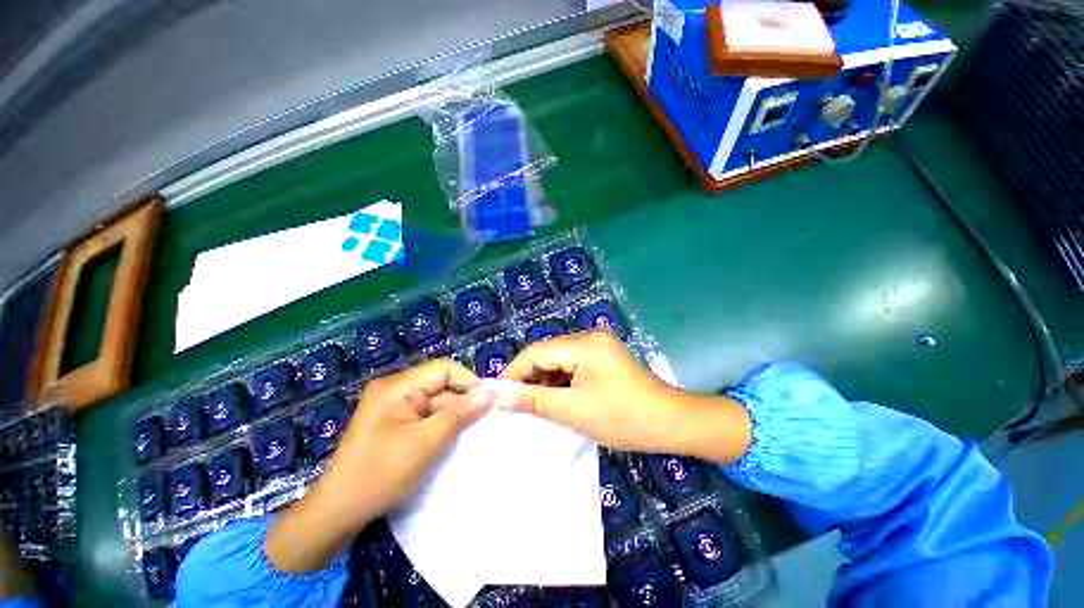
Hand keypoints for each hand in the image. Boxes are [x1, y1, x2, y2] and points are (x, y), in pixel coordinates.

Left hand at [266, 359, 491, 573]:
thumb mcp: (426, 443)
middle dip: (462, 403)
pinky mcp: (394, 423)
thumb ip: (460, 414)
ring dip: (453, 417)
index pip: (443, 369)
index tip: (487, 402)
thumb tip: (489, 394)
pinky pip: (426, 416)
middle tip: (483, 423)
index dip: (468, 381)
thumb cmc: (381, 474)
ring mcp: (393, 407)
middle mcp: (395, 390)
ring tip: (472, 434)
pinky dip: (441, 426)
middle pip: (441, 385)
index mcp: (397, 386)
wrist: (337, 514)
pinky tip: (453, 440)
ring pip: (436, 403)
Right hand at [498, 330, 751, 463]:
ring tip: (530, 404)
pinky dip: (560, 381)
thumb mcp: (575, 412)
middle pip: (547, 354)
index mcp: (584, 345)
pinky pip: (572, 365)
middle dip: (529, 377)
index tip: (497, 393)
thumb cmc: (624, 418)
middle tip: (513, 403)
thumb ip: (535, 401)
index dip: (514, 372)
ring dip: (544, 381)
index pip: (537, 352)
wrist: (672, 422)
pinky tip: (553, 398)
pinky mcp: (602, 356)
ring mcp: (598, 345)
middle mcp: (589, 337)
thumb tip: (501, 397)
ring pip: (558, 360)